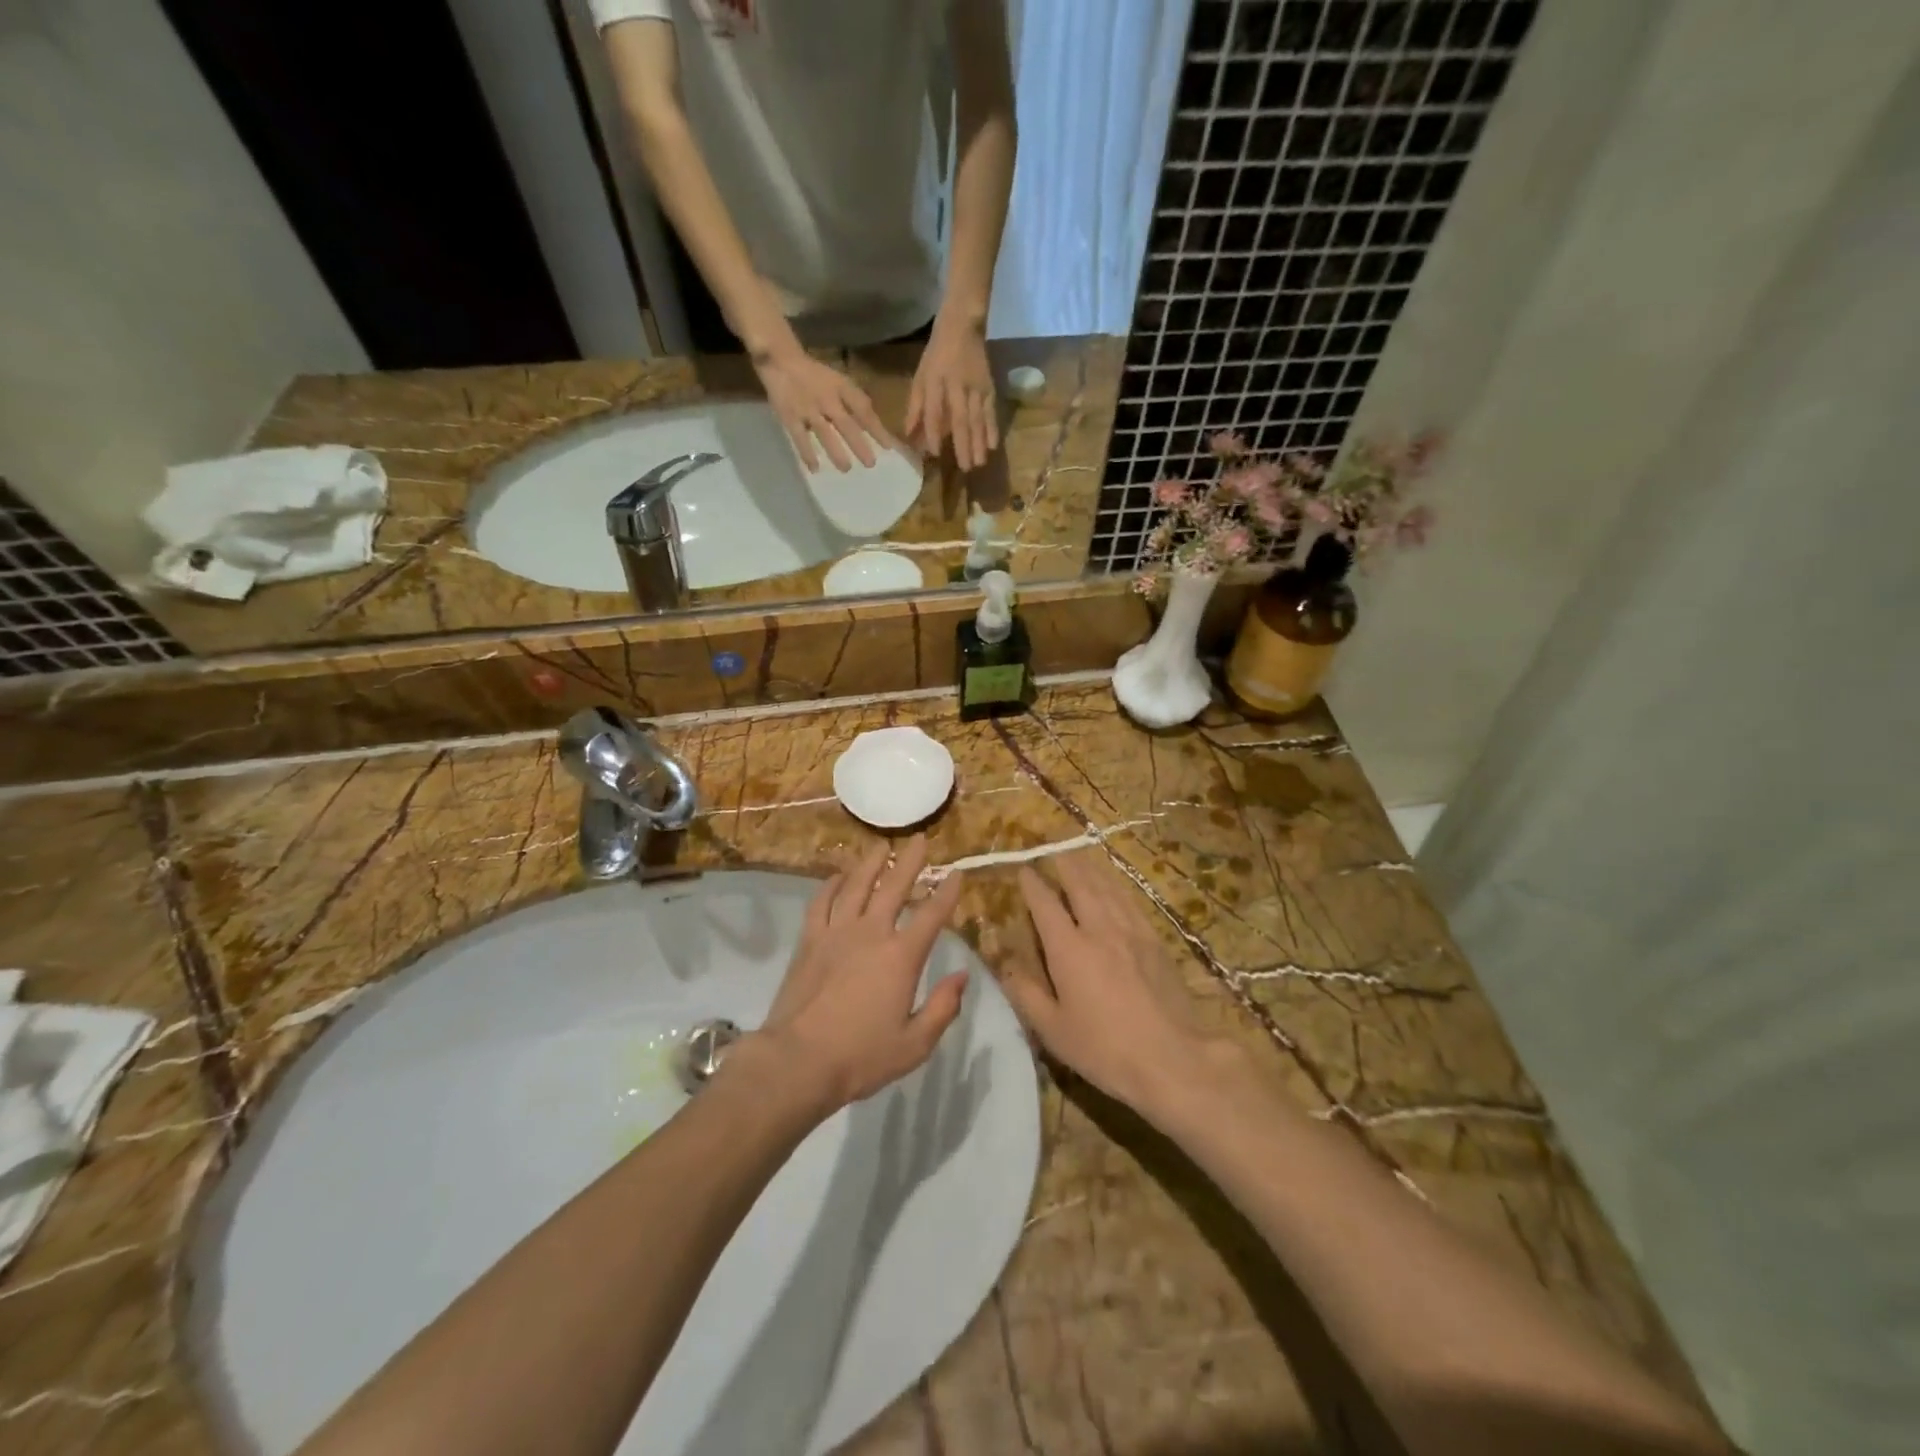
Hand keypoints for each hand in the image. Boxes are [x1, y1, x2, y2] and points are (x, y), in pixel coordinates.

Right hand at [754, 347, 891, 471]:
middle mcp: (826, 399)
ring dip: (836, 451)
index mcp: (841, 388)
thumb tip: (874, 425)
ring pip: (824, 433)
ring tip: (846, 469)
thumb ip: (854, 402)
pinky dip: (806, 453)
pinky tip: (815, 468)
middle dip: (859, 444)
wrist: (781, 360)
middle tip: (870, 464)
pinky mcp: (790, 417)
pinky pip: (799, 437)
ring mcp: (808, 409)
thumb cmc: (816, 376)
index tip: (888, 447)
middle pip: (846, 424)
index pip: (862, 408)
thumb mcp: (839, 381)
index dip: (876, 428)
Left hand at [756, 836, 966, 1112]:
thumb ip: (943, 1007)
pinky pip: (821, 903)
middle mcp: (871, 933)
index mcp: (901, 956)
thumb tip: (962, 975)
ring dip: (871, 863)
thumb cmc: (861, 1057)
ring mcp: (837, 933)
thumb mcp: (915, 1043)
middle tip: (920, 839)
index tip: (957, 874)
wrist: (798, 1060)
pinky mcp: (809, 940)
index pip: (932, 915)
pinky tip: (837, 876)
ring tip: (882, 846)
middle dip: (910, 861)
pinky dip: (830, 885)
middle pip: (894, 887)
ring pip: (856, 886)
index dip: (947, 893)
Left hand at [905, 315, 998, 471]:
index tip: (934, 453)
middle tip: (965, 468)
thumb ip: (915, 406)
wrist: (963, 325)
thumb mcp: (920, 376)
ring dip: (979, 442)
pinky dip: (992, 428)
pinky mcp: (989, 386)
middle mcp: (957, 385)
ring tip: (979, 463)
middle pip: (961, 418)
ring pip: (978, 417)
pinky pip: (991, 411)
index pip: (934, 410)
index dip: (934, 432)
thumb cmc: (937, 354)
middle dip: (963, 444)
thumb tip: (909, 435)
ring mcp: (976, 386)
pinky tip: (993, 446)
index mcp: (935, 380)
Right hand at [1003, 851, 1218, 1116]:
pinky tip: (1115, 887)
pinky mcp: (1155, 941)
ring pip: (1108, 888)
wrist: (1172, 1058)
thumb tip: (1004, 964)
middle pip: (1080, 885)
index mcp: (1069, 948)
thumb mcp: (1053, 1030)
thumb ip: (1025, 993)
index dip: (1032, 884)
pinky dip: (1117, 887)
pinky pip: (1131, 902)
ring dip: (1090, 869)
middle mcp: (1099, 929)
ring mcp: (1131, 932)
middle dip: (1064, 864)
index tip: (1023, 870)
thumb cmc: (1104, 1049)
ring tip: (1080, 857)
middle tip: (1053, 850)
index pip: (1045, 904)